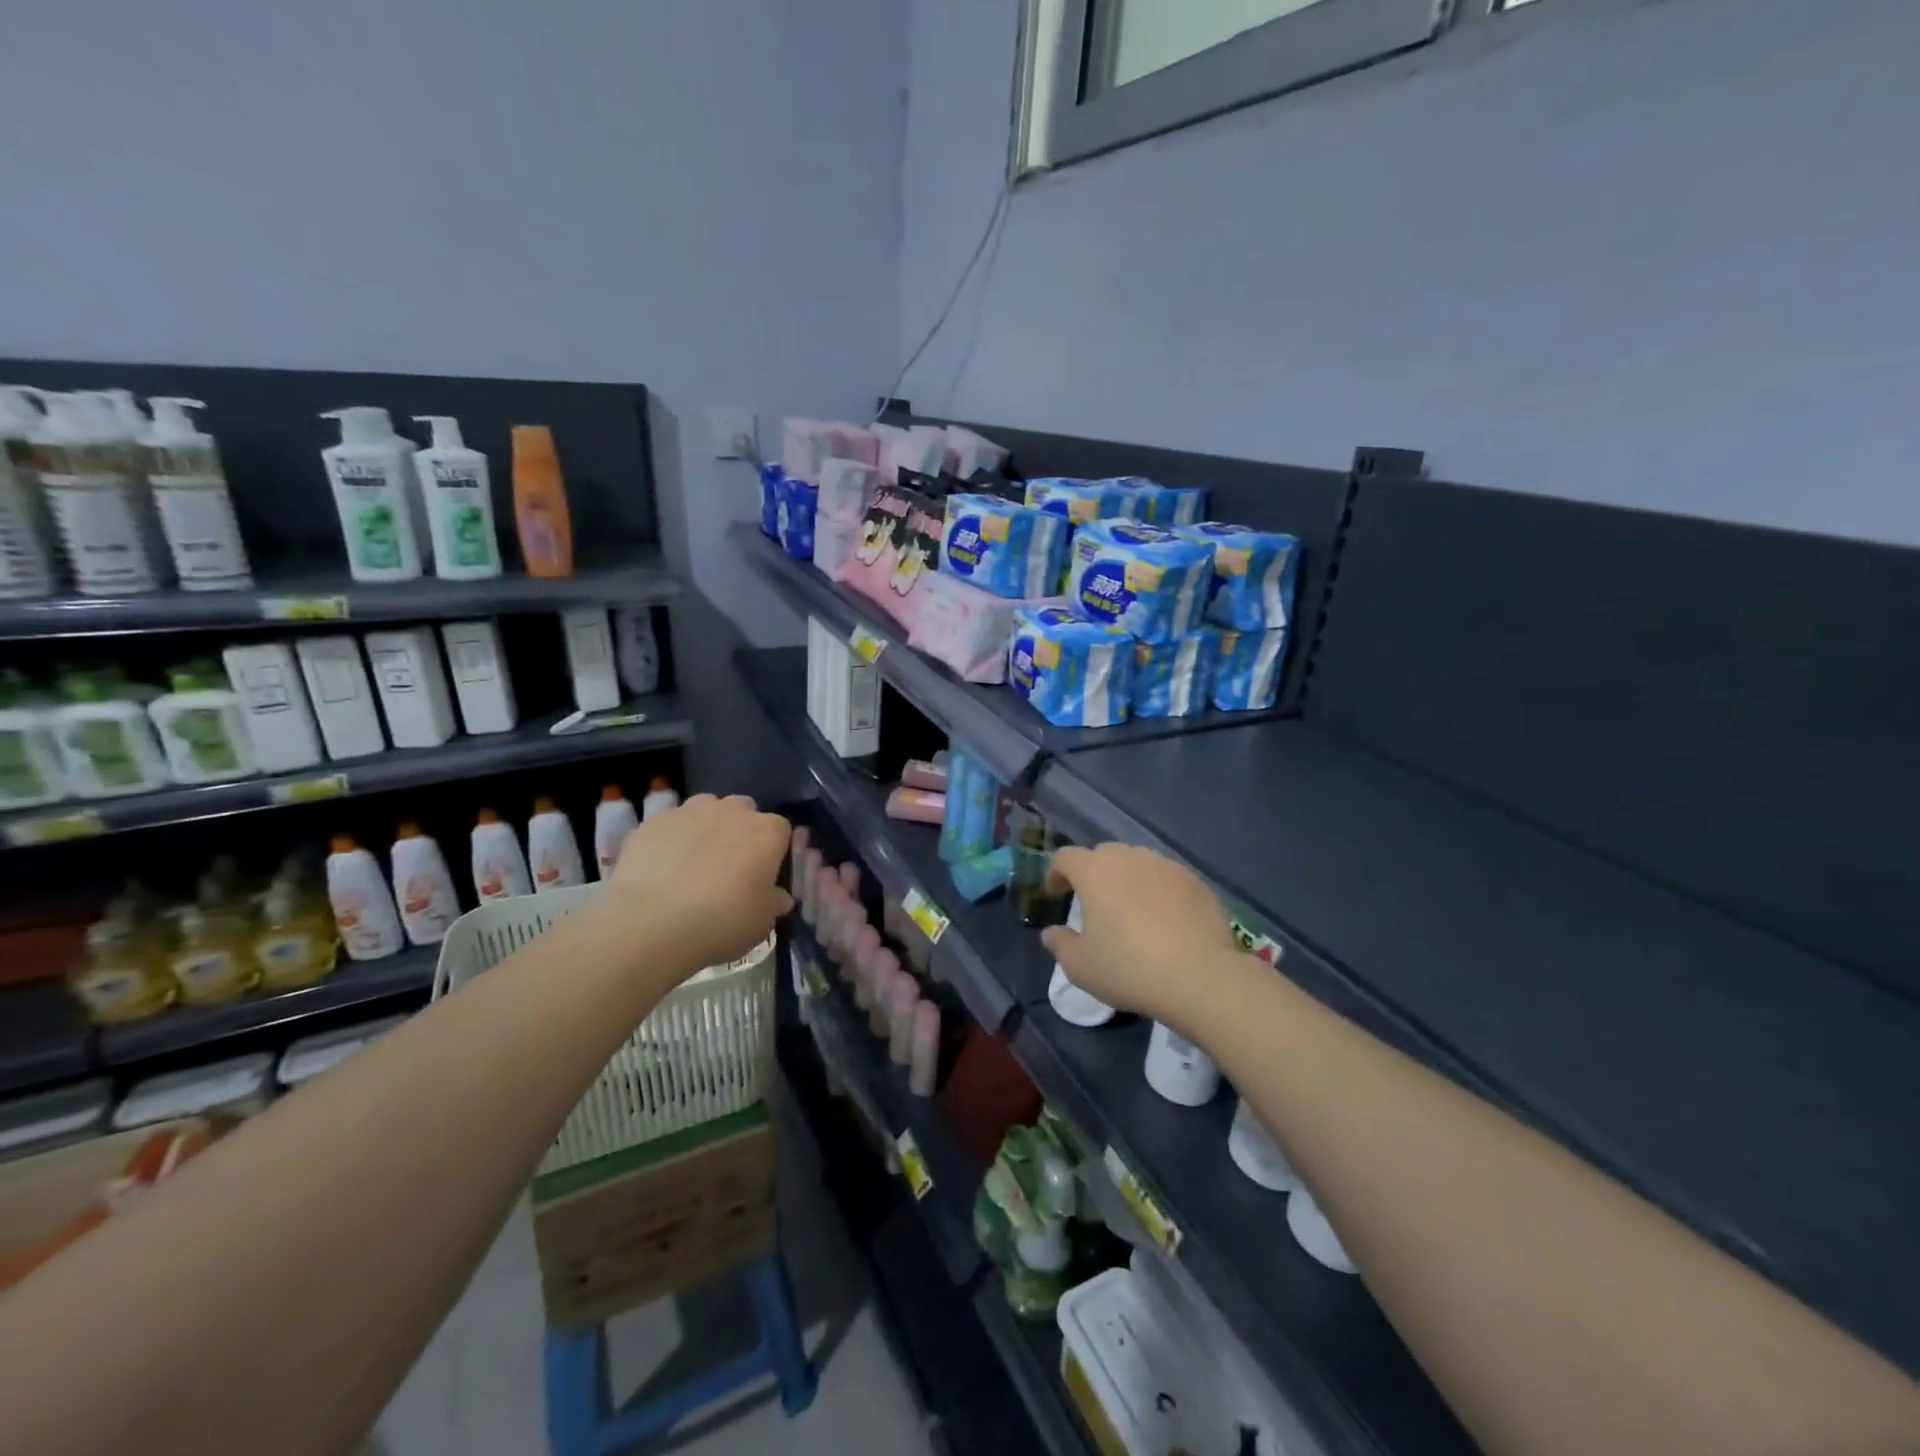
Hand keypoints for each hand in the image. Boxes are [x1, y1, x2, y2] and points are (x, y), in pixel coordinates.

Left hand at [608, 794, 792, 973]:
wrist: (652, 922)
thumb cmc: (722, 921)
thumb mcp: (762, 922)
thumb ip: (774, 902)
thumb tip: (778, 896)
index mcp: (767, 832)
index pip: (781, 831)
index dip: (774, 851)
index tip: (764, 874)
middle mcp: (733, 811)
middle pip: (744, 811)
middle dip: (740, 831)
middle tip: (730, 866)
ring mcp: (690, 811)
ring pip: (706, 809)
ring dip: (706, 827)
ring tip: (693, 862)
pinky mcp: (655, 820)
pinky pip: (671, 823)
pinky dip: (672, 838)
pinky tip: (662, 866)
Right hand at [1040, 843, 1239, 1025]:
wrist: (1201, 977)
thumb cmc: (1129, 969)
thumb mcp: (1080, 967)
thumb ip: (1060, 944)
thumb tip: (1051, 933)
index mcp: (1095, 872)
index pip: (1066, 857)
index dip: (1056, 873)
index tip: (1056, 894)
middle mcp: (1130, 858)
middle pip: (1103, 854)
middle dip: (1093, 872)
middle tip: (1094, 902)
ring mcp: (1166, 866)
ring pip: (1138, 863)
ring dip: (1128, 879)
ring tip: (1131, 909)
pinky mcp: (1196, 882)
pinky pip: (1168, 878)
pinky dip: (1159, 891)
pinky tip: (1165, 919)